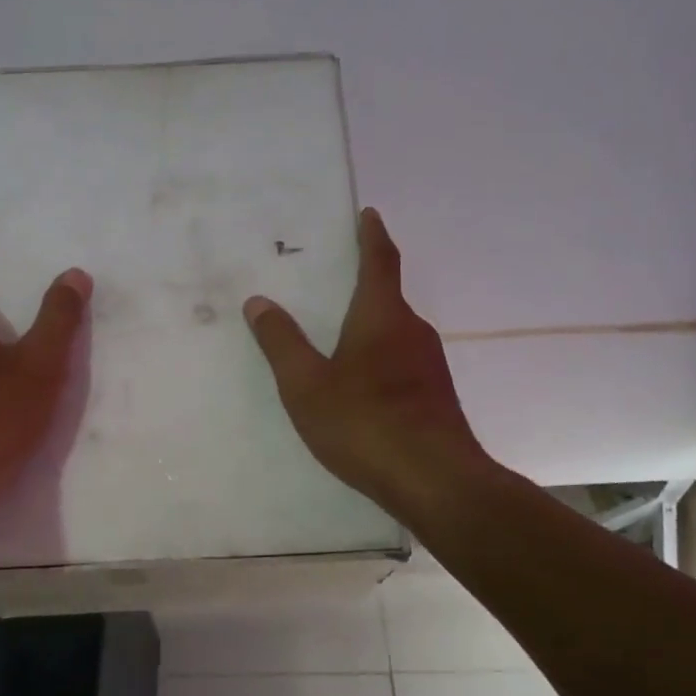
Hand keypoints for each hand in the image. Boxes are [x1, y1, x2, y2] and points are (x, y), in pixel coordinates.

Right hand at [243, 208, 485, 518]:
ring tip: (340, 339)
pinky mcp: (436, 396)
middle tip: (334, 284)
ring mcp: (430, 366)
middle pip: (388, 297)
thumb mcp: (306, 385)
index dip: (372, 235)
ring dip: (371, 329)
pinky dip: (380, 360)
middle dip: (363, 287)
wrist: (435, 480)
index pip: (379, 261)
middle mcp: (413, 331)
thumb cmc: (364, 423)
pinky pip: (402, 363)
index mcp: (382, 317)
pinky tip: (362, 388)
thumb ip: (282, 343)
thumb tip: (259, 301)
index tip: (369, 214)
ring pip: (395, 334)